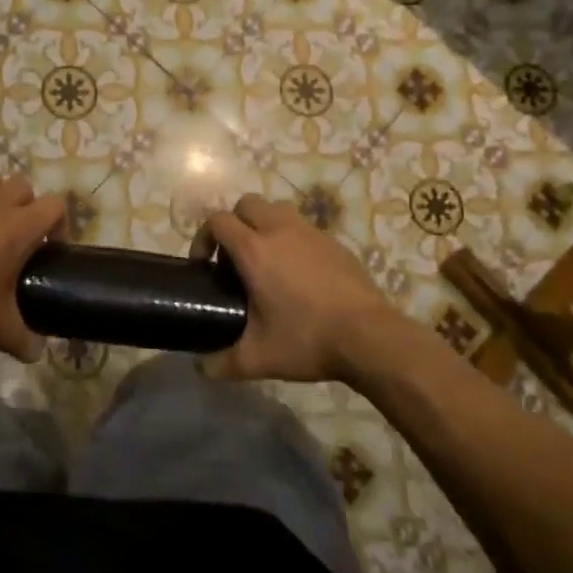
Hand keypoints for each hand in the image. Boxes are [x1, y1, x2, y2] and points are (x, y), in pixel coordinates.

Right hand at [191, 194, 406, 383]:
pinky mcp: (335, 243)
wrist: (370, 337)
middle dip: (233, 224)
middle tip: (234, 259)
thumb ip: (222, 363)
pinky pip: (303, 228)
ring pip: (277, 209)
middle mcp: (280, 230)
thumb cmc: (307, 340)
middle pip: (246, 203)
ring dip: (263, 225)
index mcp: (254, 250)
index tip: (205, 266)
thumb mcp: (258, 358)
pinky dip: (291, 239)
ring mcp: (311, 233)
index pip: (218, 221)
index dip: (203, 238)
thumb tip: (202, 369)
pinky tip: (298, 274)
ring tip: (266, 261)